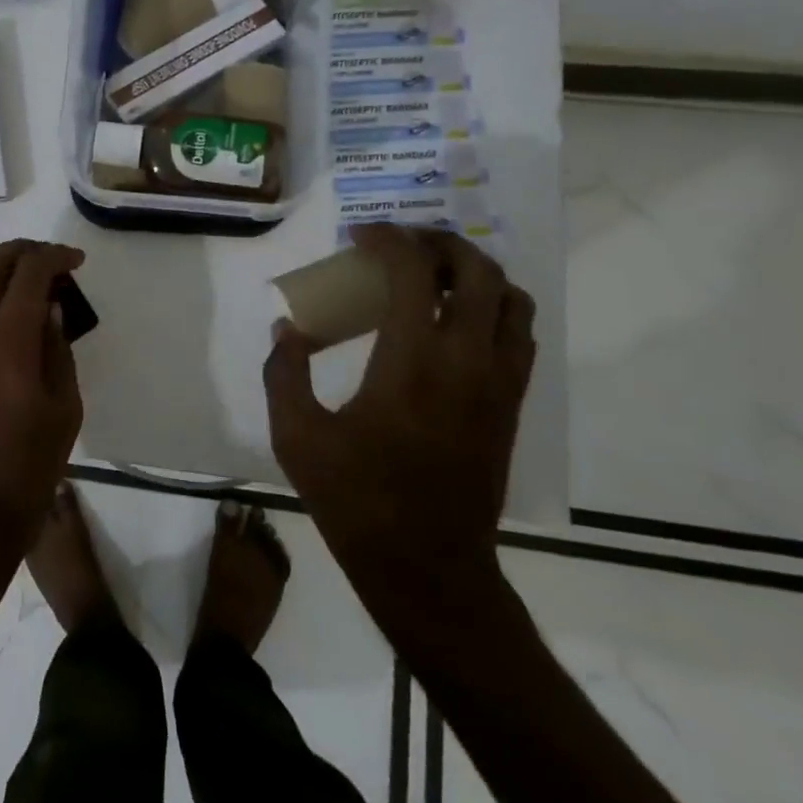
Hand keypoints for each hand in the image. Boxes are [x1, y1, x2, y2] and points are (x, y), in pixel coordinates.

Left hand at [0, 239, 86, 557]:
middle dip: (23, 252)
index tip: (75, 261)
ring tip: (18, 283)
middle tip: (50, 263)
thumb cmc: (30, 464)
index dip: (55, 256)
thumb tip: (49, 308)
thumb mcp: (64, 406)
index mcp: (8, 340)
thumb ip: (57, 347)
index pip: (29, 272)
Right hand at [263, 225, 535, 612]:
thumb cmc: (357, 500)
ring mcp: (498, 383)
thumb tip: (288, 329)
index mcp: (412, 362)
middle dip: (439, 243)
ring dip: (474, 272)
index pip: (415, 273)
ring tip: (433, 275)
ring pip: (511, 300)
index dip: (388, 240)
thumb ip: (283, 371)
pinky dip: (493, 307)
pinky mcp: (511, 406)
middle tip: (401, 243)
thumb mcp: (296, 436)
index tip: (361, 235)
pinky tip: (455, 321)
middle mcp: (467, 361)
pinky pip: (519, 335)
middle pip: (477, 272)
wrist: (428, 567)